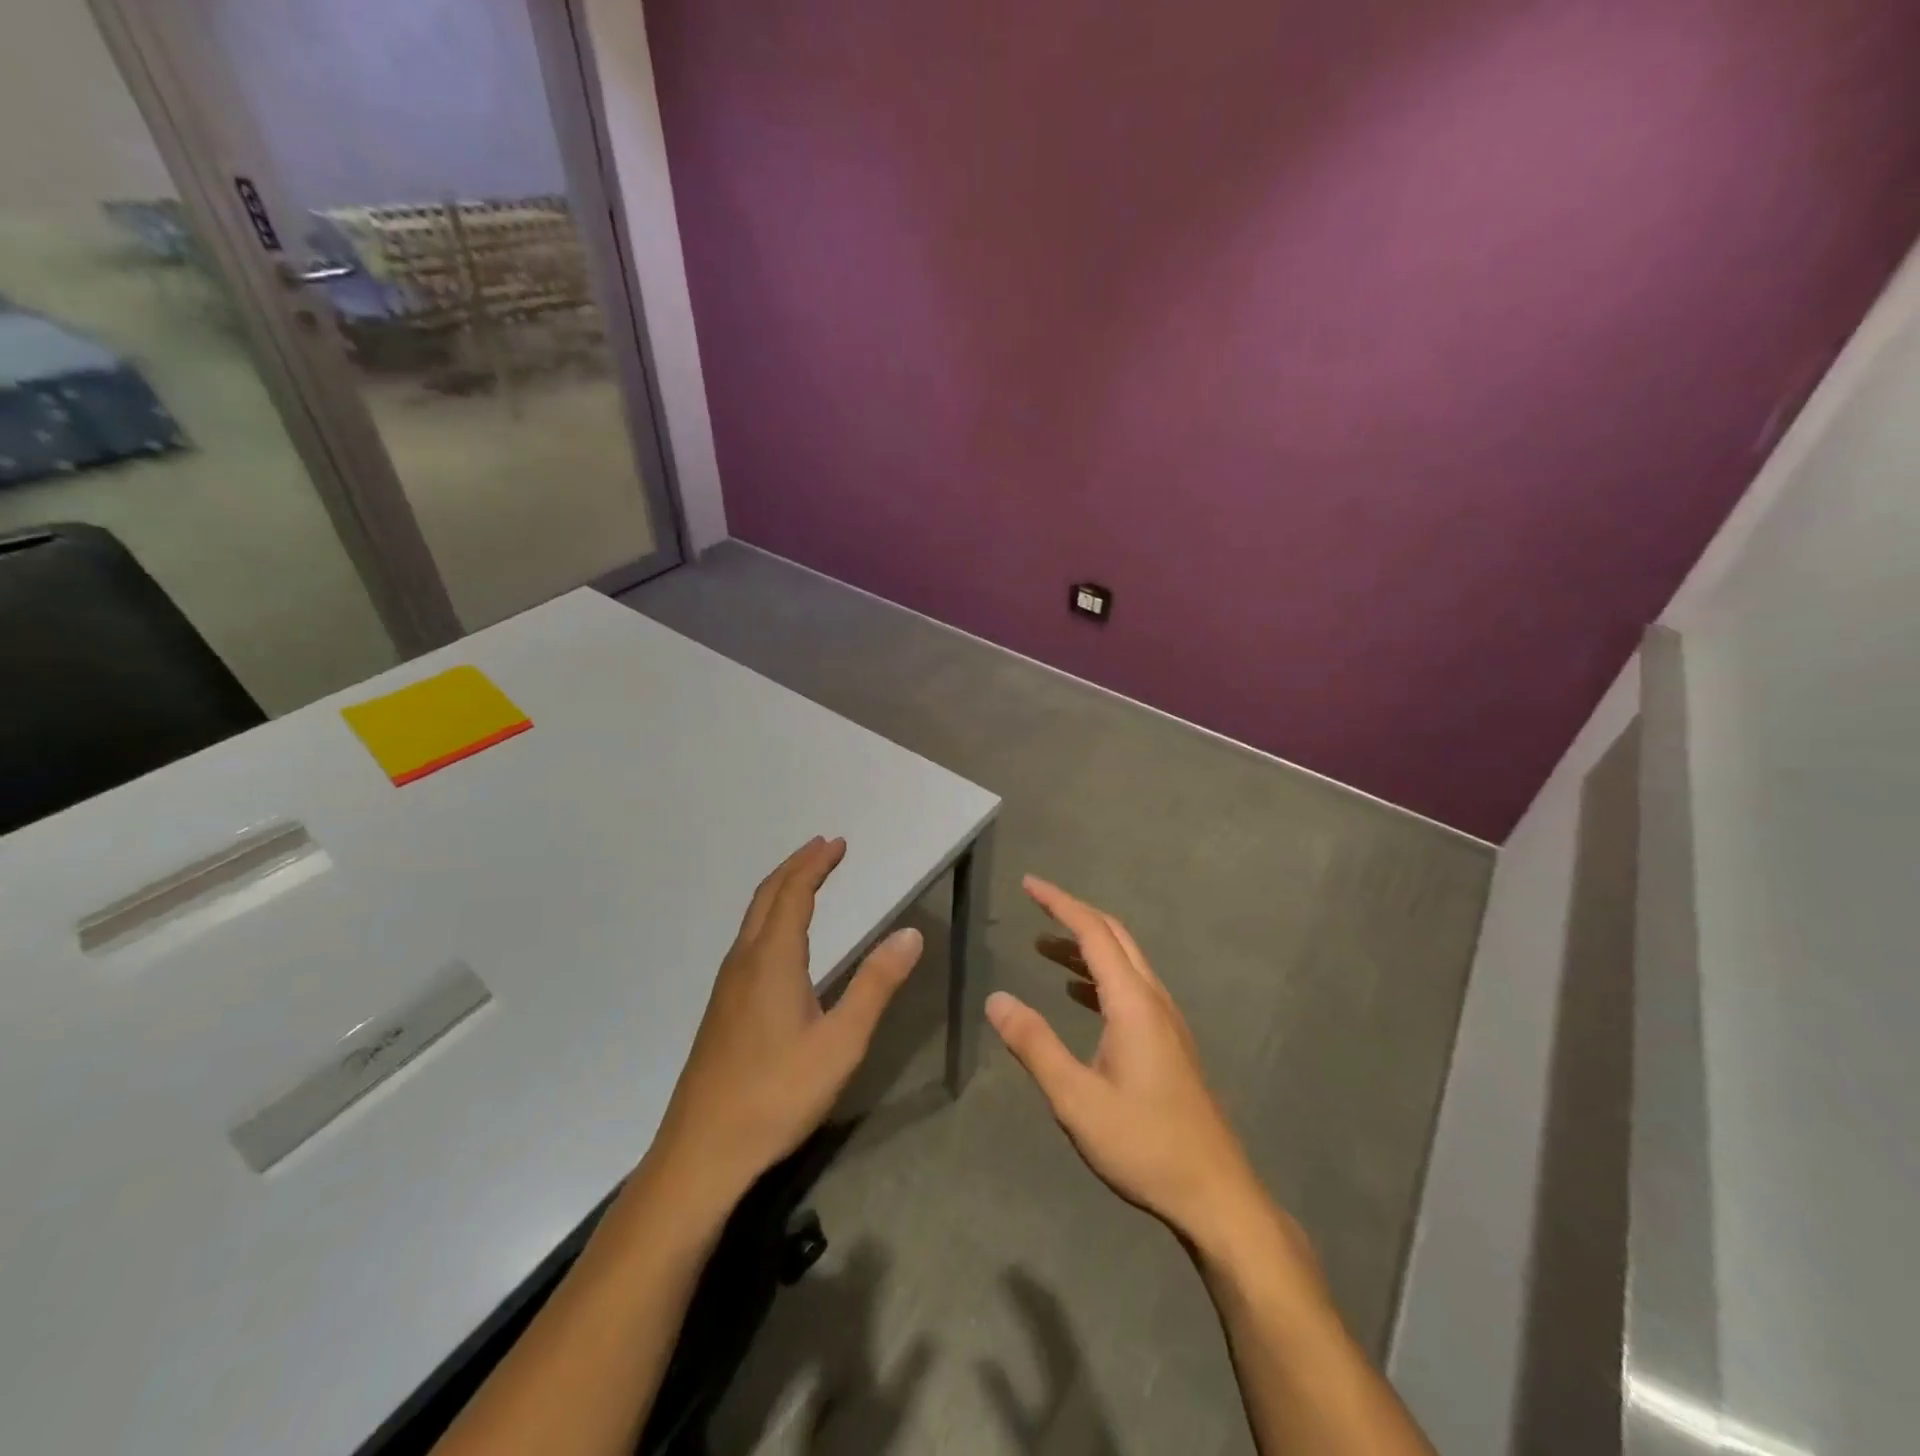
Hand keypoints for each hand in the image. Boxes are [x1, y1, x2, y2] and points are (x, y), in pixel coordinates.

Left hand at [649, 836, 922, 1213]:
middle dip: (796, 867)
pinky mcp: (722, 1009)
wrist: (702, 1152)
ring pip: (753, 919)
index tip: (838, 843)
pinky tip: (782, 942)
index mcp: (772, 960)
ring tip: (806, 882)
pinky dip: (770, 918)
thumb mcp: (841, 1042)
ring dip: (780, 891)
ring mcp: (727, 986)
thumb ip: (876, 985)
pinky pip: (748, 942)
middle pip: (767, 897)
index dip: (816, 864)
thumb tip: (910, 934)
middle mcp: (744, 961)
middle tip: (823, 849)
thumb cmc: (777, 1094)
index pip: (794, 893)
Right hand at [986, 876, 1274, 1253]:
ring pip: (1125, 963)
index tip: (1029, 884)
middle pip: (1115, 937)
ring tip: (1044, 948)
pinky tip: (1077, 995)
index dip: (1060, 904)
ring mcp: (1166, 1022)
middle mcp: (1154, 1000)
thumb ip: (1034, 1045)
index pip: (1094, 933)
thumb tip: (996, 999)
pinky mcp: (1169, 1044)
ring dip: (1085, 947)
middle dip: (1074, 915)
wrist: (1215, 1195)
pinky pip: (1130, 989)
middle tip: (1036, 905)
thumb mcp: (1076, 1098)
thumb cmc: (1143, 1144)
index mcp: (1133, 1003)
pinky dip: (1099, 976)